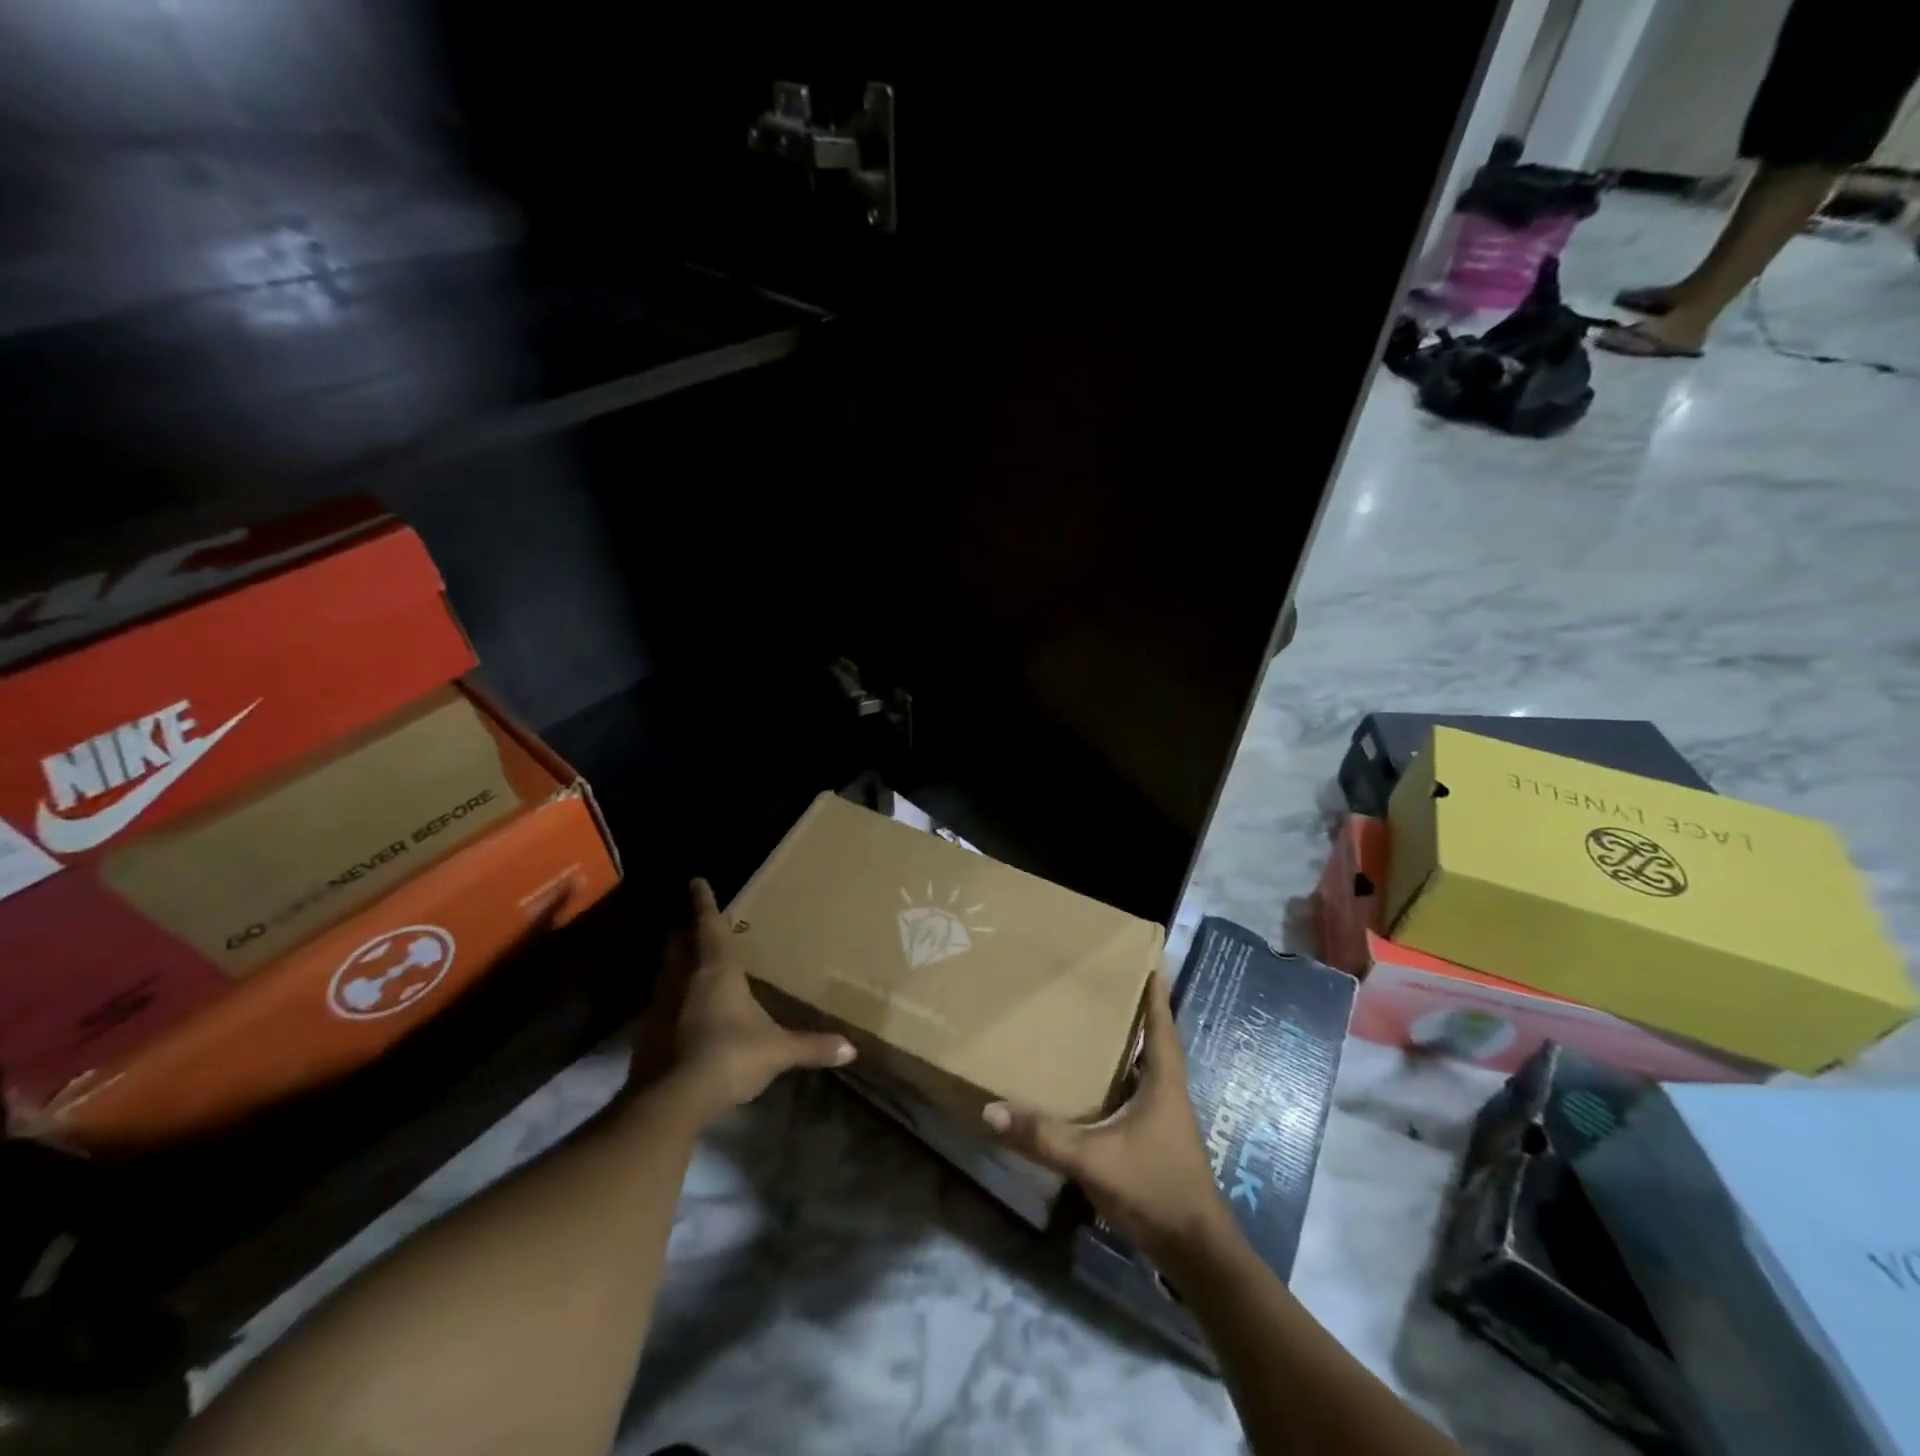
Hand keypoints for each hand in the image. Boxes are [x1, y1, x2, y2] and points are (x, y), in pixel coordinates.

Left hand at [644, 879, 854, 1122]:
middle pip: (679, 944)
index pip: (709, 926)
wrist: (671, 1100)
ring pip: (666, 972)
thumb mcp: (777, 1051)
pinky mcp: (647, 1032)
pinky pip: (659, 1002)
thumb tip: (851, 1049)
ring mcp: (660, 1005)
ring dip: (674, 963)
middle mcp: (684, 979)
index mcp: (717, 971)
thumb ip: (812, 1047)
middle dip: (685, 933)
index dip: (704, 902)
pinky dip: (669, 997)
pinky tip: (679, 1011)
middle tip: (692, 925)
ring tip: (686, 963)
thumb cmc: (730, 1057)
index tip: (696, 881)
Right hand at [981, 974, 1231, 1265]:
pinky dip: (1121, 1078)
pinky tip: (1096, 1083)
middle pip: (1155, 1040)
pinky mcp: (1158, 1141)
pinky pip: (1139, 1094)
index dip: (1155, 992)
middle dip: (1136, 1010)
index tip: (1149, 958)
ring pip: (1147, 1068)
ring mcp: (1166, 1119)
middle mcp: (1168, 1092)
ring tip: (1098, 1023)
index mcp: (1163, 1082)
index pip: (1161, 1025)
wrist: (1196, 1253)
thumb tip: (991, 1110)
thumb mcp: (1093, 1160)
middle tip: (1106, 984)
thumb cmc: (1154, 1190)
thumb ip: (1044, 1137)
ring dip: (1129, 1044)